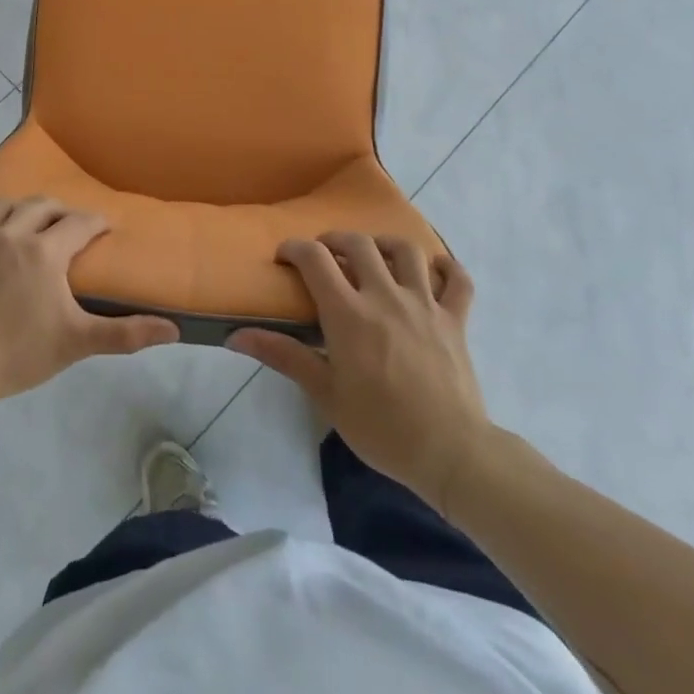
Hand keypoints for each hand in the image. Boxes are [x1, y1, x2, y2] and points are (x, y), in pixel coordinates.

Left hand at [0, 197, 179, 409]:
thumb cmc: (16, 354)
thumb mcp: (75, 343)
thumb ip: (125, 333)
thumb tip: (173, 330)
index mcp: (44, 252)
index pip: (78, 224)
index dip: (95, 222)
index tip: (104, 226)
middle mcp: (9, 234)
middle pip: (39, 206)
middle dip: (58, 210)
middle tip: (66, 221)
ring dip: (14, 208)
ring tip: (21, 219)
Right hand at [229, 233, 491, 511]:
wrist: (450, 453)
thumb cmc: (381, 428)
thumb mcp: (325, 394)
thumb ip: (283, 356)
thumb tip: (235, 335)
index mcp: (349, 314)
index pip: (315, 259)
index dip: (295, 249)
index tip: (285, 257)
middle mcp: (386, 296)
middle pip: (359, 244)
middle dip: (335, 240)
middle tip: (325, 256)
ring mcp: (426, 304)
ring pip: (407, 250)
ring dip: (385, 245)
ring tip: (374, 257)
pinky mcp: (456, 319)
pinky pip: (457, 279)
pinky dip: (445, 267)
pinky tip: (431, 273)